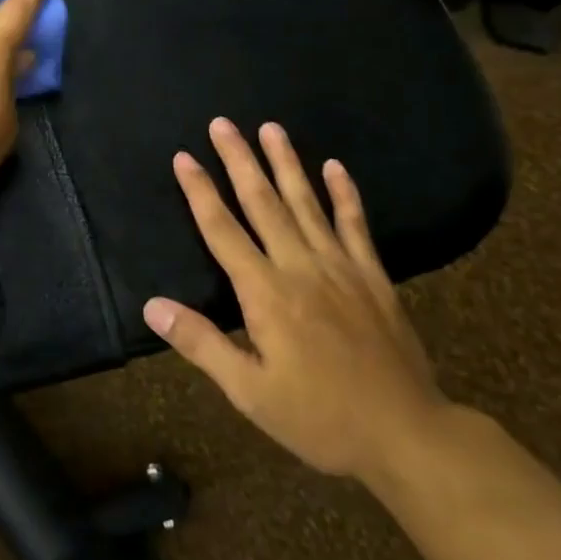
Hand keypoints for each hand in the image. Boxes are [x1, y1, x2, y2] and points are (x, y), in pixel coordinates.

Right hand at [143, 119, 448, 484]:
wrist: (408, 436)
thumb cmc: (320, 418)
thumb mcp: (250, 392)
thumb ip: (202, 344)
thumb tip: (152, 306)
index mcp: (266, 293)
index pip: (223, 231)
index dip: (200, 192)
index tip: (184, 157)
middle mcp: (300, 267)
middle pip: (263, 203)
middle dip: (239, 160)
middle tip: (223, 123)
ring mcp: (341, 267)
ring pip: (306, 203)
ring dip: (286, 163)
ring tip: (271, 128)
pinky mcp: (373, 277)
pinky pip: (355, 226)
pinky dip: (345, 194)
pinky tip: (336, 166)